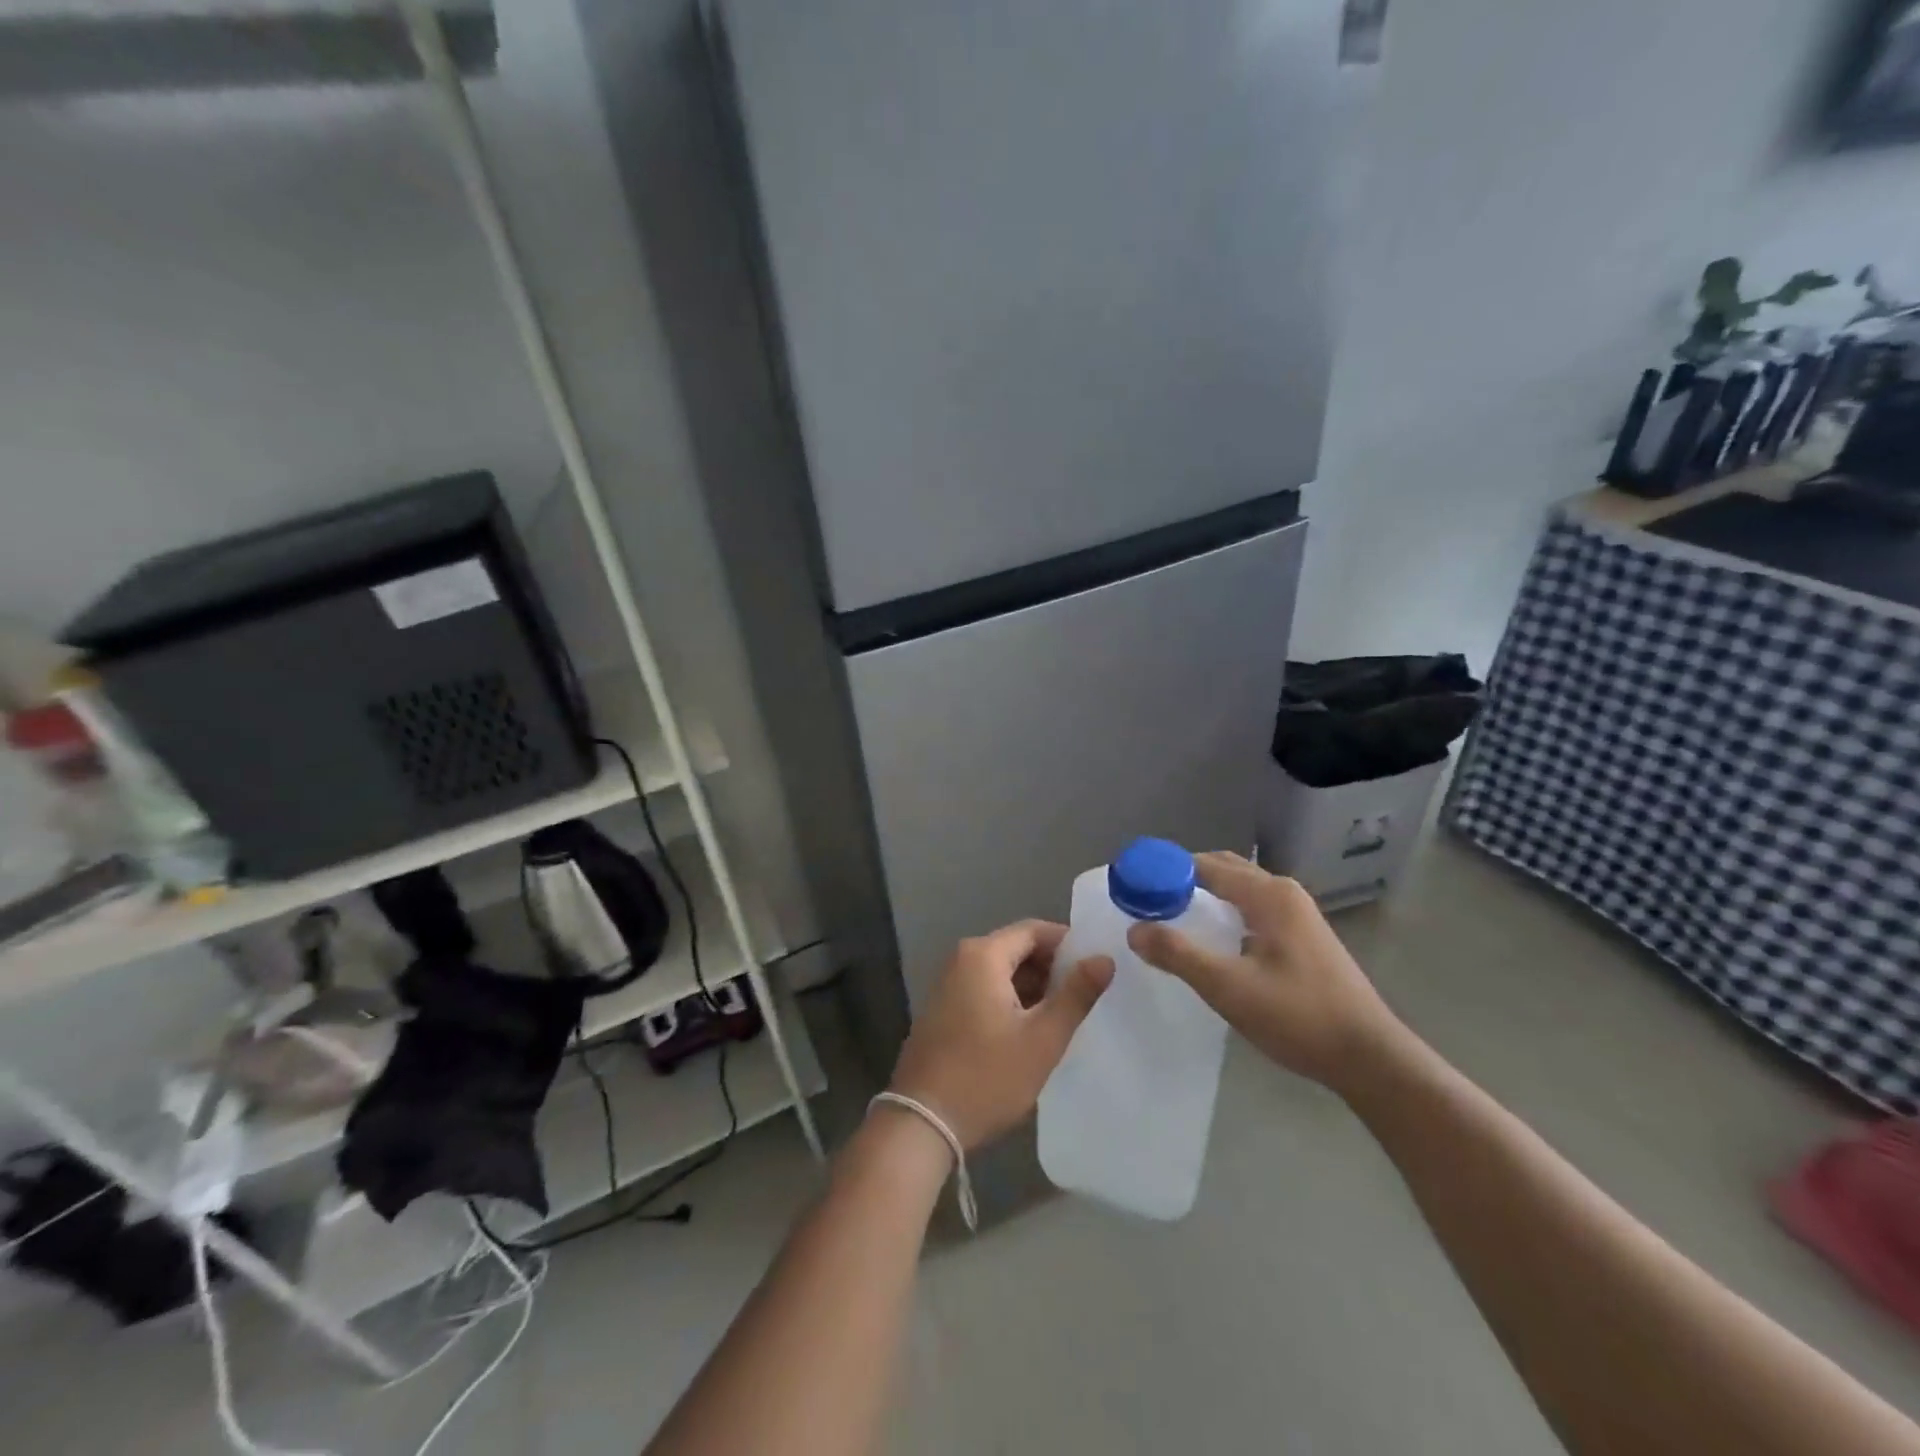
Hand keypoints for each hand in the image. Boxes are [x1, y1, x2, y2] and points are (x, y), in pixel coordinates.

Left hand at [888, 920, 1114, 1149]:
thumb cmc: (987, 1077)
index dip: (1068, 944)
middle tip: (1086, 996)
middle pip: (1017, 948)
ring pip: (1002, 971)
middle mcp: (961, 959)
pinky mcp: (944, 1009)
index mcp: (983, 955)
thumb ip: (1076, 995)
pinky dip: (1011, 1000)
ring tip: (1066, 1016)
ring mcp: (948, 985)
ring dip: (1033, 987)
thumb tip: (1104, 958)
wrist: (923, 1123)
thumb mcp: (1042, 1039)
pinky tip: (1032, 1030)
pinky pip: (985, 989)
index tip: (1096, 967)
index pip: (1034, 930)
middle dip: (1052, 968)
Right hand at [1128, 852, 1407, 1094]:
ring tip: (1168, 918)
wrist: (1370, 1058)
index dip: (1164, 871)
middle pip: (1222, 870)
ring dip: (1202, 896)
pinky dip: (1223, 912)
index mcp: (1268, 894)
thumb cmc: (1299, 1016)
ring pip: (1238, 890)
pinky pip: (1251, 909)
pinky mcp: (1302, 936)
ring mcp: (1297, 914)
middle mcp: (1283, 893)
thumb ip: (1179, 954)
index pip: (1204, 865)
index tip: (1131, 886)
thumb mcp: (1229, 987)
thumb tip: (1134, 930)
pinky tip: (1209, 940)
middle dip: (1181, 879)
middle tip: (1144, 902)